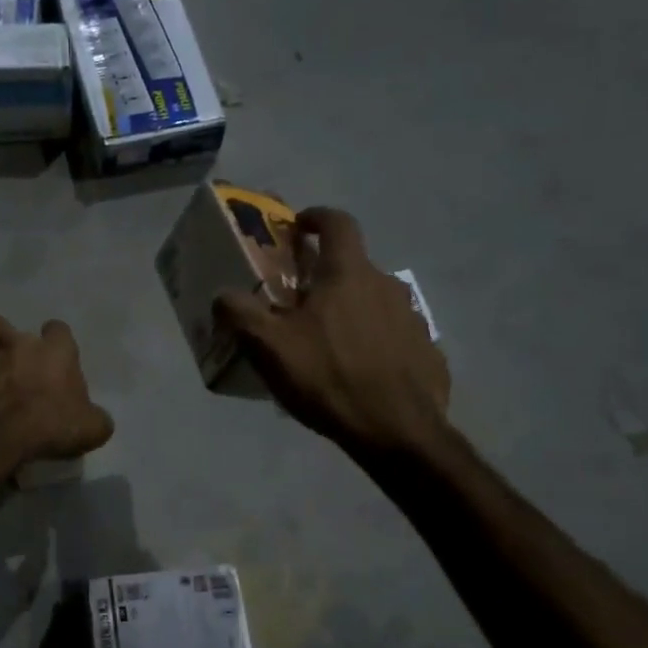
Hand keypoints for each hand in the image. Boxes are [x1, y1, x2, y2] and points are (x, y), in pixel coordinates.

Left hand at [0, 316, 114, 463]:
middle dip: (3, 338)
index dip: (57, 342)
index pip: (57, 329)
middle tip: (14, 364)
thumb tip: (96, 420)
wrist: (3, 437)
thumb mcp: (92, 427)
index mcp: (55, 350)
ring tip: (0, 399)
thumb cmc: (54, 423)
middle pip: (0, 324)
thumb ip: (95, 418)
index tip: (59, 362)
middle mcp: (19, 347)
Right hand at [214, 208, 451, 455]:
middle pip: (353, 267)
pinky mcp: (426, 350)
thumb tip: (222, 294)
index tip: (299, 226)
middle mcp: (385, 285)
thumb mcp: (268, 347)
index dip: (316, 217)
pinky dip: (374, 342)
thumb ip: (239, 313)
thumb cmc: (327, 377)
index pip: (337, 222)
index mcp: (348, 274)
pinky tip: (359, 371)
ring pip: (374, 302)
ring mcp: (411, 317)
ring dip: (351, 310)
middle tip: (300, 305)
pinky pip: (393, 335)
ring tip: (329, 344)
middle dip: (326, 277)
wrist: (397, 430)